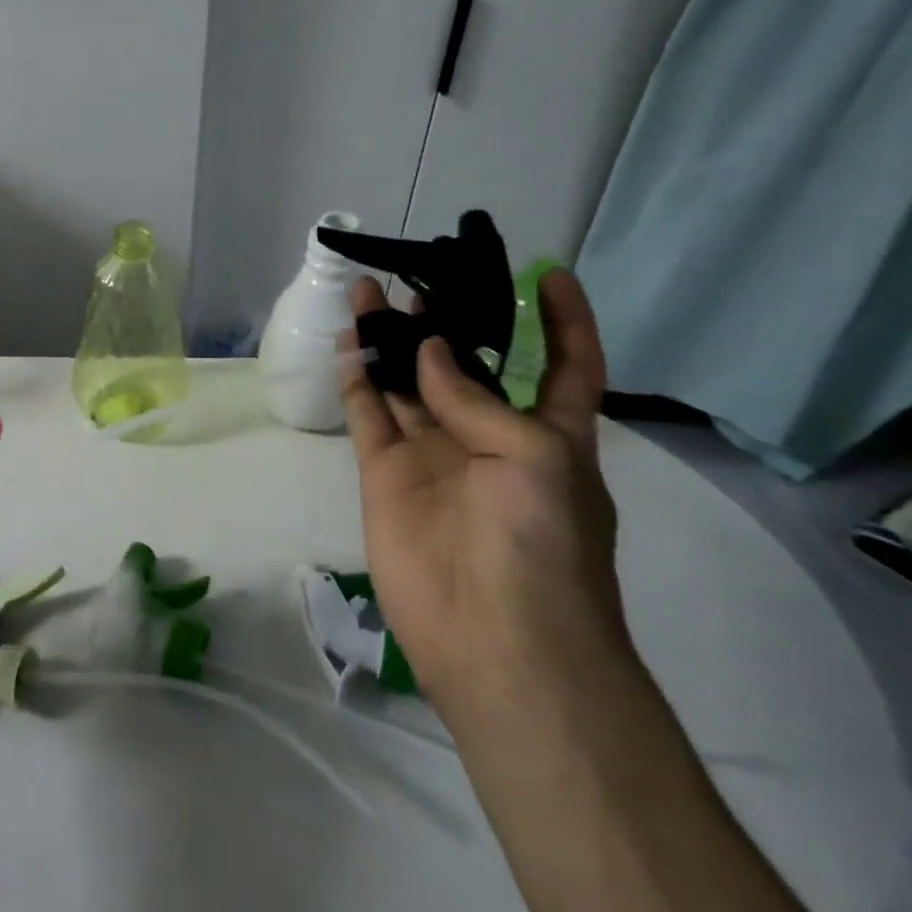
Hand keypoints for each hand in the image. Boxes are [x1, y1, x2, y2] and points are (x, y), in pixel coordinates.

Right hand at [339, 270, 626, 717]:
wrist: (494, 638)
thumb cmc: (542, 543)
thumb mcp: (536, 458)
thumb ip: (474, 399)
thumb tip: (428, 350)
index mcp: (548, 433)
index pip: (565, 364)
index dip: (563, 321)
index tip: (546, 273)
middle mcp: (488, 436)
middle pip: (465, 365)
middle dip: (446, 320)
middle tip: (418, 275)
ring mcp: (433, 454)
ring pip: (407, 381)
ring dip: (391, 339)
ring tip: (369, 292)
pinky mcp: (386, 473)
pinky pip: (369, 413)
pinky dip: (357, 378)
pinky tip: (346, 341)